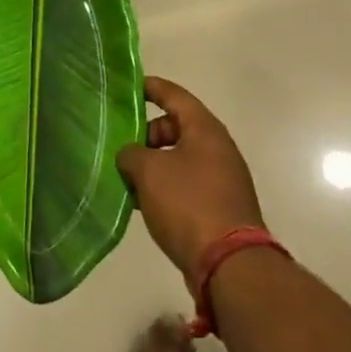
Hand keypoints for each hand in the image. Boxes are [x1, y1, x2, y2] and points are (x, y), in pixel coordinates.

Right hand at [118, 77, 265, 275]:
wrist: (229, 264)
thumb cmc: (188, 204)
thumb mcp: (148, 171)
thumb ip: (131, 154)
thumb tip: (130, 155)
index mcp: (204, 129)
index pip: (174, 95)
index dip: (151, 88)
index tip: (128, 87)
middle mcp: (217, 148)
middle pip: (177, 127)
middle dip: (147, 133)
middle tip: (121, 145)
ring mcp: (221, 178)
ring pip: (180, 157)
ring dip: (154, 163)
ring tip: (127, 176)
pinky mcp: (219, 206)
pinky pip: (186, 183)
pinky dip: (165, 185)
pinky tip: (144, 201)